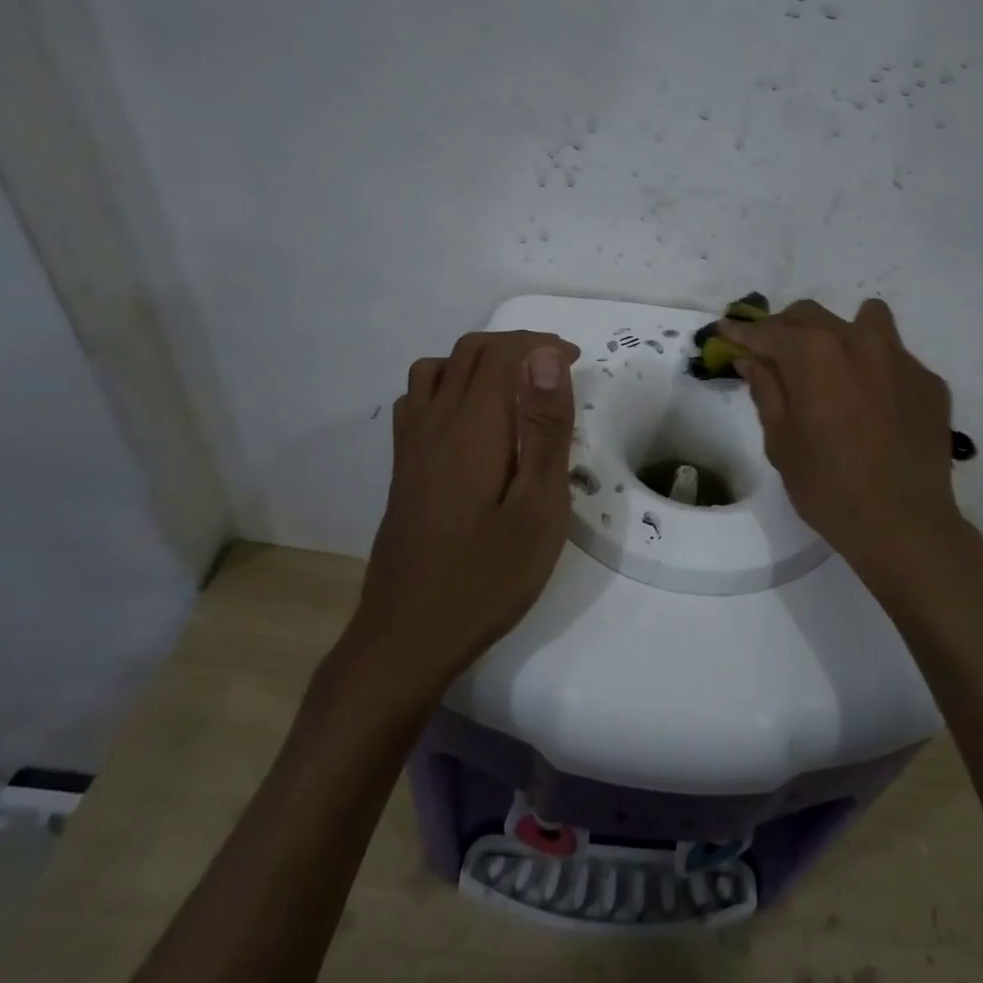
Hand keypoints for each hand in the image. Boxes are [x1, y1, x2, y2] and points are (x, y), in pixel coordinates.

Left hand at [353, 330, 580, 687]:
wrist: (409, 636)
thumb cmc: (488, 576)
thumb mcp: (537, 507)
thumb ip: (544, 430)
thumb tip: (546, 357)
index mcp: (472, 427)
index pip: (501, 355)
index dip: (541, 345)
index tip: (579, 360)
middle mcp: (434, 423)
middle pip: (468, 353)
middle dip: (516, 346)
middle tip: (559, 368)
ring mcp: (411, 446)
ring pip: (437, 370)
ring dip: (480, 361)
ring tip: (517, 386)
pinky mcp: (403, 469)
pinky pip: (418, 400)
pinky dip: (448, 385)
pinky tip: (471, 420)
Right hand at [730, 299, 977, 592]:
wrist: (904, 525)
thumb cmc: (828, 488)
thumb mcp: (781, 442)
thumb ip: (766, 390)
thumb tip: (752, 359)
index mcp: (814, 354)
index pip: (768, 331)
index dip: (742, 332)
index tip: (725, 333)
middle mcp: (859, 341)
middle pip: (811, 316)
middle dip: (785, 330)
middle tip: (773, 357)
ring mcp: (901, 359)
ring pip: (865, 321)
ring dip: (840, 335)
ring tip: (834, 368)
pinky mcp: (929, 382)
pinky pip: (895, 358)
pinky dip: (876, 370)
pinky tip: (874, 407)